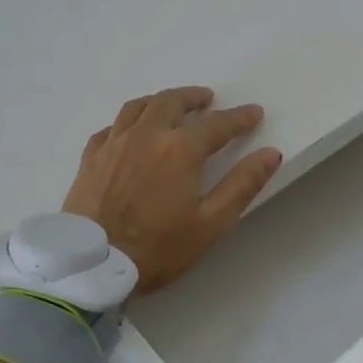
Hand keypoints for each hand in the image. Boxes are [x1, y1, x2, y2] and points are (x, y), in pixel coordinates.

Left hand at [62, 87, 282, 292]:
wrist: (93, 264)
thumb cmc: (157, 248)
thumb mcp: (210, 224)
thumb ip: (242, 185)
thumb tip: (270, 153)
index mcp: (180, 149)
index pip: (217, 124)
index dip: (239, 117)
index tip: (253, 112)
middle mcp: (147, 134)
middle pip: (172, 101)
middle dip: (194, 97)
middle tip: (207, 100)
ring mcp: (115, 142)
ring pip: (139, 106)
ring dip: (160, 101)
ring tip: (170, 105)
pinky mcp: (91, 156)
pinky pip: (111, 126)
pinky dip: (127, 121)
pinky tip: (129, 130)